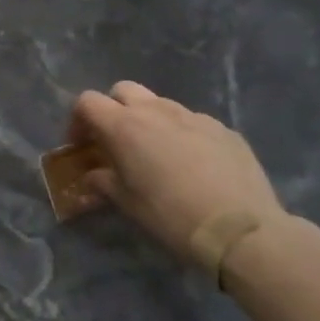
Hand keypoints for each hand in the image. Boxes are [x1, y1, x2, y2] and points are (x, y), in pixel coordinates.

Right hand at [70, 82, 283, 260]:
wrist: (240, 229)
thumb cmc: (170, 216)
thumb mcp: (127, 203)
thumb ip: (103, 182)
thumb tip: (94, 177)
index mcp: (124, 125)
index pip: (87, 101)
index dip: (79, 120)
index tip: (82, 145)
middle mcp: (155, 110)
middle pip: (123, 90)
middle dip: (114, 109)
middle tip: (117, 140)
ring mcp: (193, 116)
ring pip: (160, 104)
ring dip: (149, 120)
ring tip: (157, 152)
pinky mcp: (223, 129)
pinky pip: (193, 122)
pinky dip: (183, 134)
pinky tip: (194, 164)